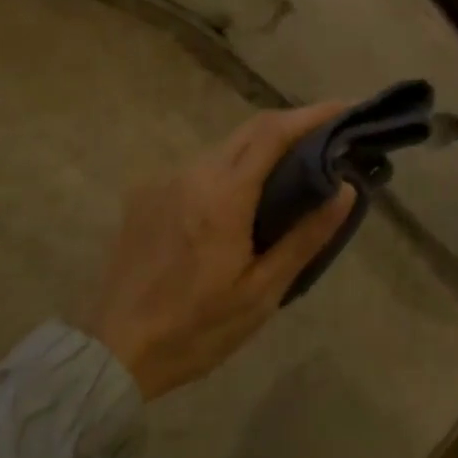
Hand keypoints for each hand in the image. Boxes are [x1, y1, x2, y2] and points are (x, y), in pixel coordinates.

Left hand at [79, 103, 357, 399]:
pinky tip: (241, 199)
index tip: (345, 108)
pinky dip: (230, 170)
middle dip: (292, 126)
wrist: (113, 349)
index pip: (274, 133)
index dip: (312, 114)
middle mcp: (192, 173)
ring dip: (260, 149)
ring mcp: (164, 180)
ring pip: (224, 148)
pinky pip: (199, 168)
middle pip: (250, 130)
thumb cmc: (196, 329)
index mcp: (223, 196)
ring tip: (292, 170)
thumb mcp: (261, 293)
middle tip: (328, 137)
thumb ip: (304, 237)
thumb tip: (344, 189)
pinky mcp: (146, 194)